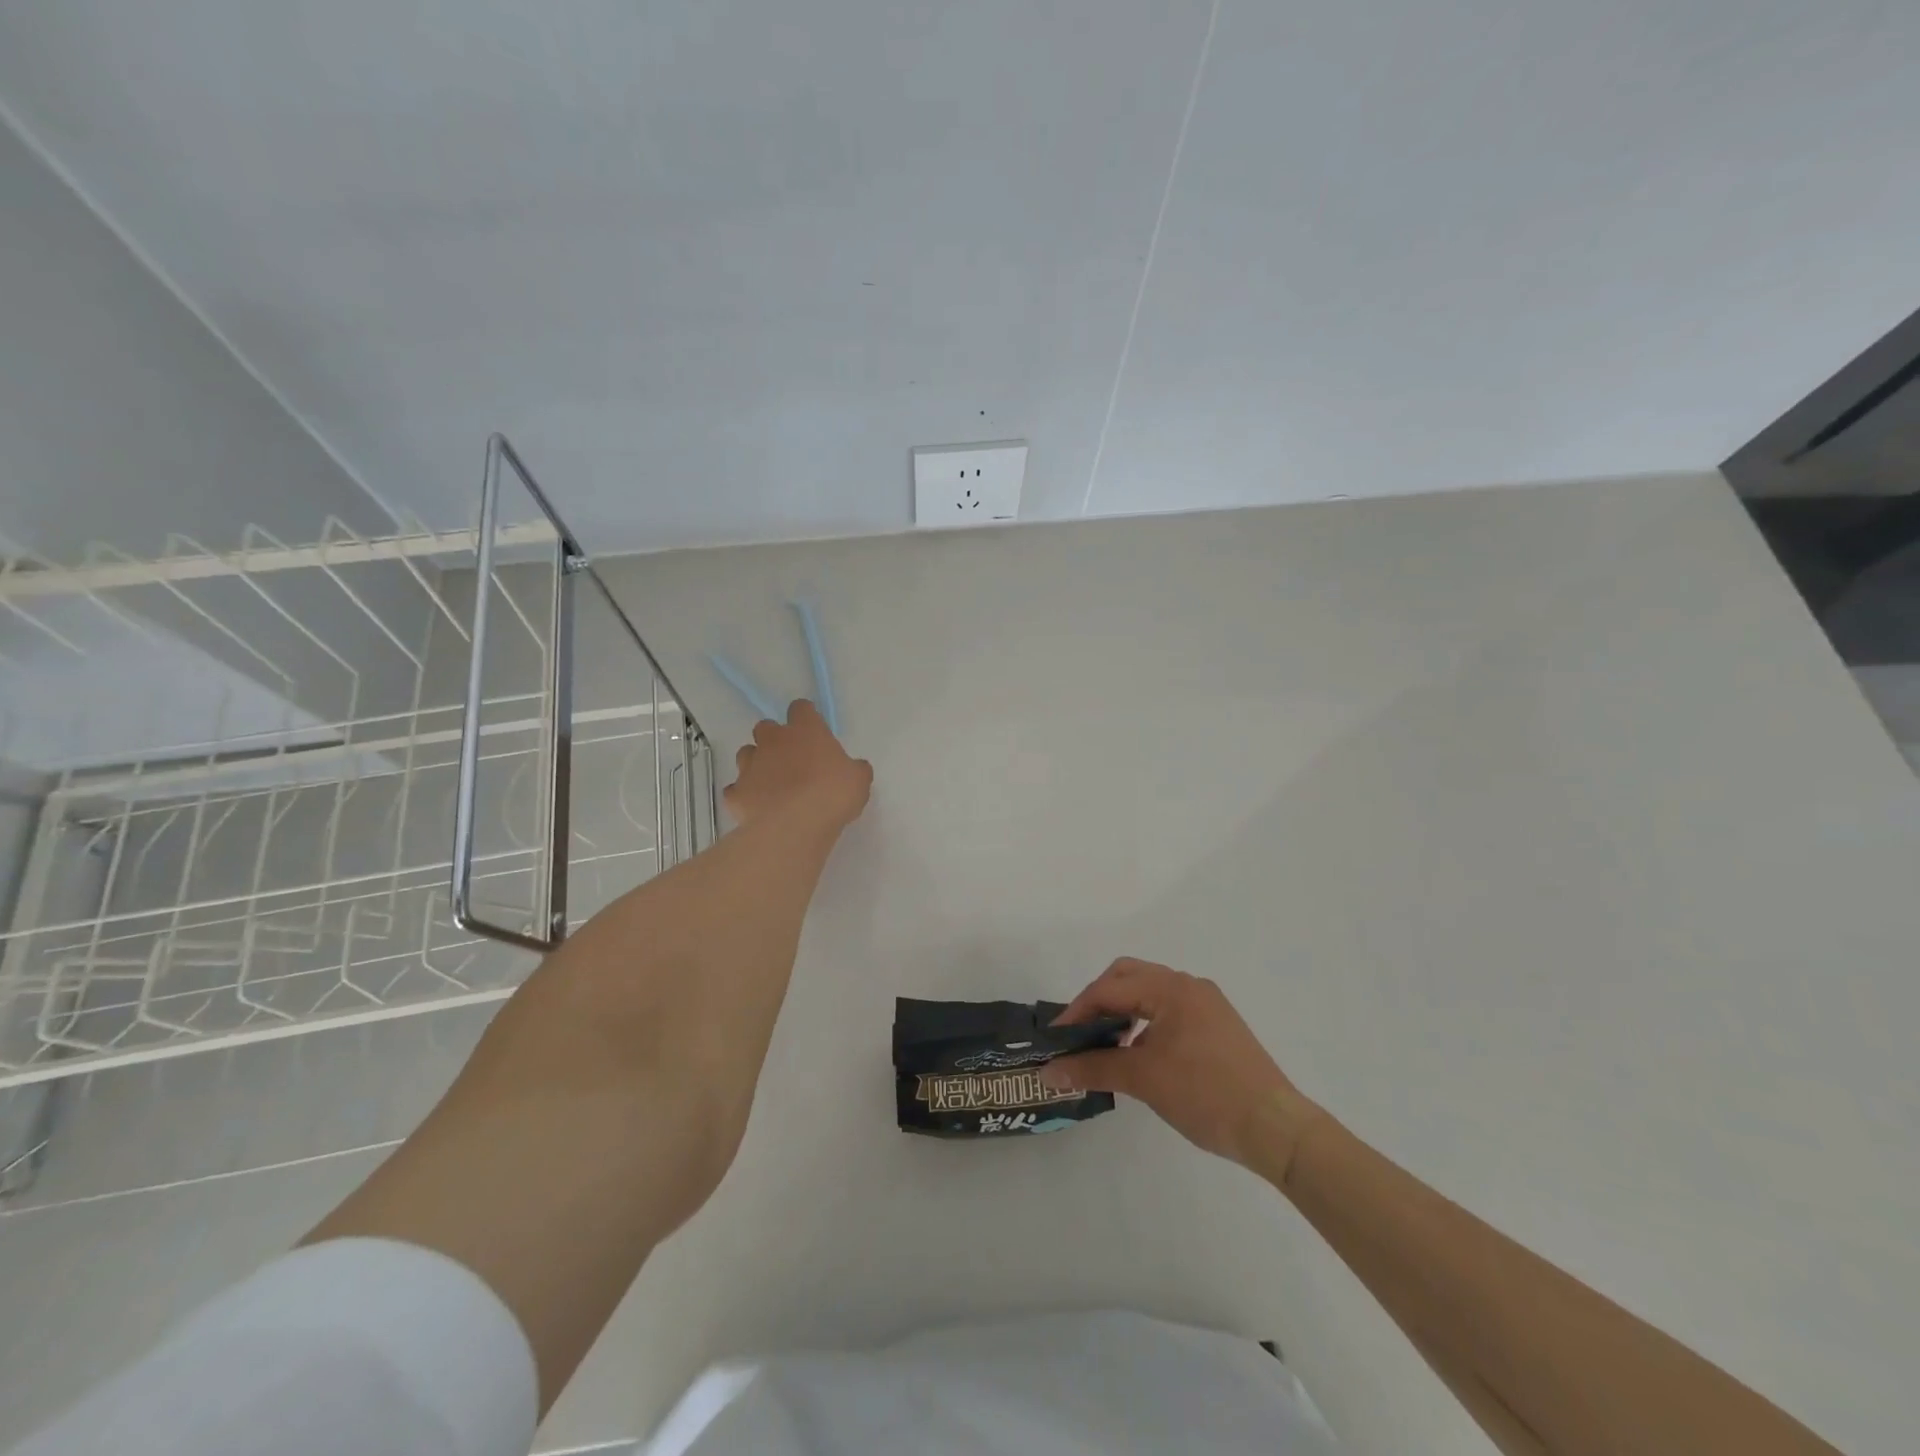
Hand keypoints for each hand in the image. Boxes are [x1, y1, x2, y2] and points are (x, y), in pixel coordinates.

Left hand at [723, 700, 872, 830]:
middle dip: (775, 740)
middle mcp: (773, 741)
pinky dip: (744, 795)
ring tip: (772, 784)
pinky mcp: (735, 792)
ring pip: (746, 754)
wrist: (796, 825)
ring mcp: (750, 766)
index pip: (801, 708)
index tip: (814, 733)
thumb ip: (855, 769)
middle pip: (766, 727)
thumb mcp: (859, 780)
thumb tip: (854, 769)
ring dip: (757, 764)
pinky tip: (757, 807)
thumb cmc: (833, 795)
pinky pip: (735, 789)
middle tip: (792, 760)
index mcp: (805, 730)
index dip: (806, 718)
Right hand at [1041, 958, 1319, 1173]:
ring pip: (1150, 993)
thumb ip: (1092, 1069)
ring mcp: (1207, 1004)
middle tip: (1079, 1034)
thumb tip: (1048, 1072)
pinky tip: (1140, 1054)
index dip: (1077, 1012)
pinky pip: (1169, 1010)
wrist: (1275, 1128)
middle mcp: (1189, 985)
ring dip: (1122, 1012)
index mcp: (1171, 988)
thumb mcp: (1143, 1080)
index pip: (1109, 988)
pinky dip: (1145, 1023)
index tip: (1056, 1040)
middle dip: (1098, 1001)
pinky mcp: (1218, 1025)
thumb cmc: (1205, 1094)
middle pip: (1128, 977)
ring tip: (1106, 1046)